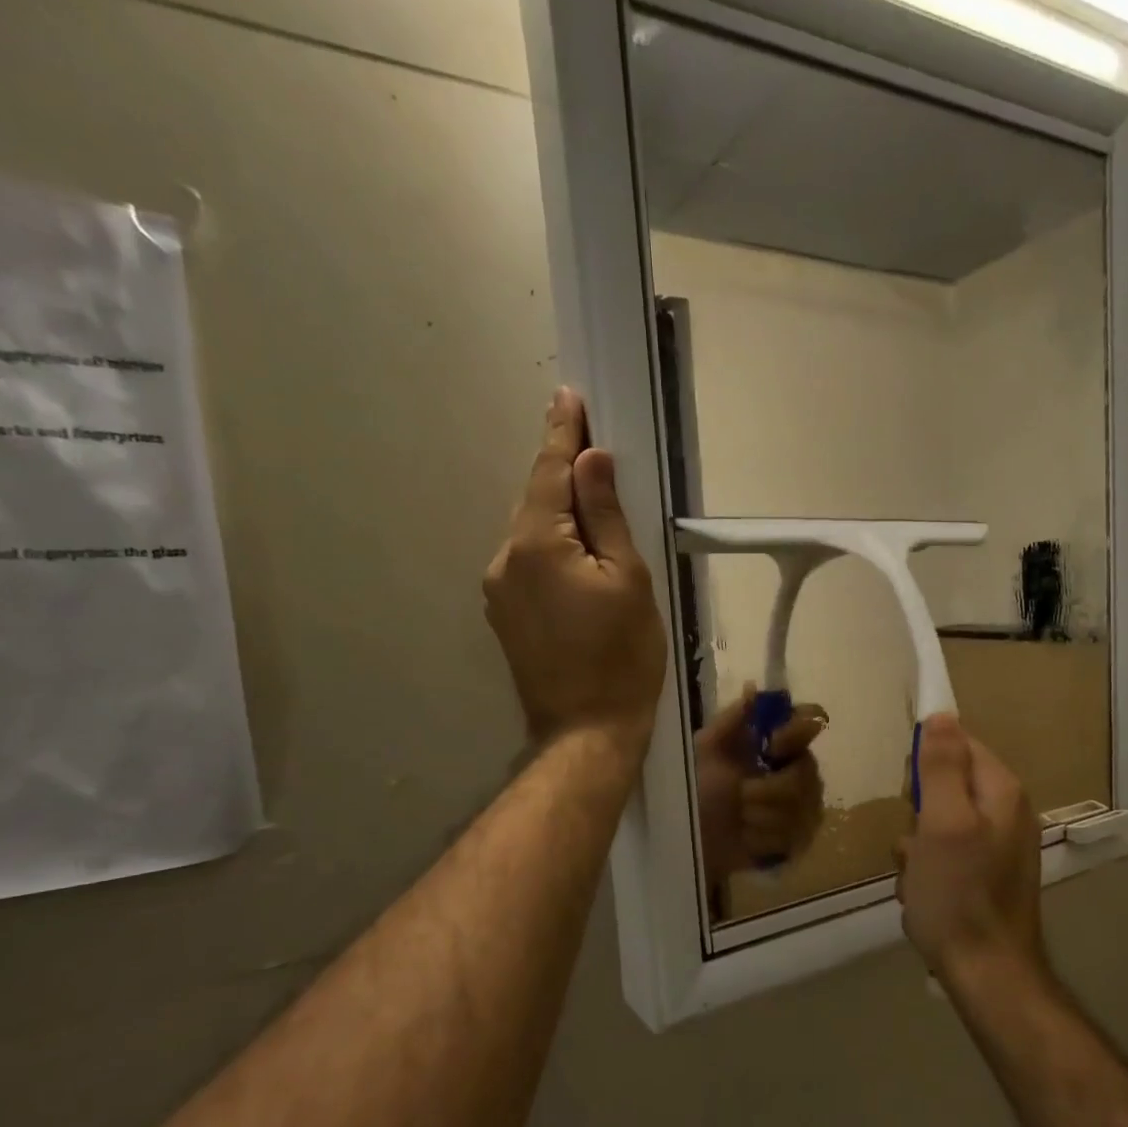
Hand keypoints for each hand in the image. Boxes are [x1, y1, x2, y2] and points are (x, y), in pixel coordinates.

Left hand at [484, 388, 665, 760]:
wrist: (586, 730)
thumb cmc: (622, 656)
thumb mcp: (628, 580)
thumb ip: (607, 516)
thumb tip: (592, 460)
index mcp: (537, 544)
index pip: (551, 473)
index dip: (562, 434)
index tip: (568, 396)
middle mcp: (505, 558)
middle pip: (537, 500)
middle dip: (561, 471)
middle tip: (587, 441)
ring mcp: (499, 590)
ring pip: (532, 533)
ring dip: (558, 513)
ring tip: (591, 502)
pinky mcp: (504, 615)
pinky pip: (528, 562)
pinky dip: (551, 546)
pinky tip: (575, 553)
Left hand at [695, 689, 827, 880]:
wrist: (692, 838)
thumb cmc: (697, 789)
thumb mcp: (706, 749)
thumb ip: (732, 719)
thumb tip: (753, 687)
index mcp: (778, 743)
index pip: (811, 721)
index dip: (795, 732)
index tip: (771, 744)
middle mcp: (800, 770)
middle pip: (806, 771)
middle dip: (767, 788)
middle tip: (741, 794)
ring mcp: (805, 807)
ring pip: (799, 806)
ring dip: (759, 815)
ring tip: (739, 818)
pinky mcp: (801, 840)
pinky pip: (793, 835)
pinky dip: (762, 837)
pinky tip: (747, 838)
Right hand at [895, 714, 1045, 989]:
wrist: (988, 974)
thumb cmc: (958, 895)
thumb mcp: (942, 823)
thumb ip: (943, 767)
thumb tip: (941, 714)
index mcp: (1001, 791)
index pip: (960, 743)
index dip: (927, 762)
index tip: (910, 793)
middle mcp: (1007, 812)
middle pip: (948, 783)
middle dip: (919, 809)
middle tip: (915, 840)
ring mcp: (999, 846)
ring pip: (940, 822)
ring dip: (918, 845)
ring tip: (916, 875)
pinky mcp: (987, 876)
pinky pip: (947, 854)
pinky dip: (928, 870)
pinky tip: (923, 894)